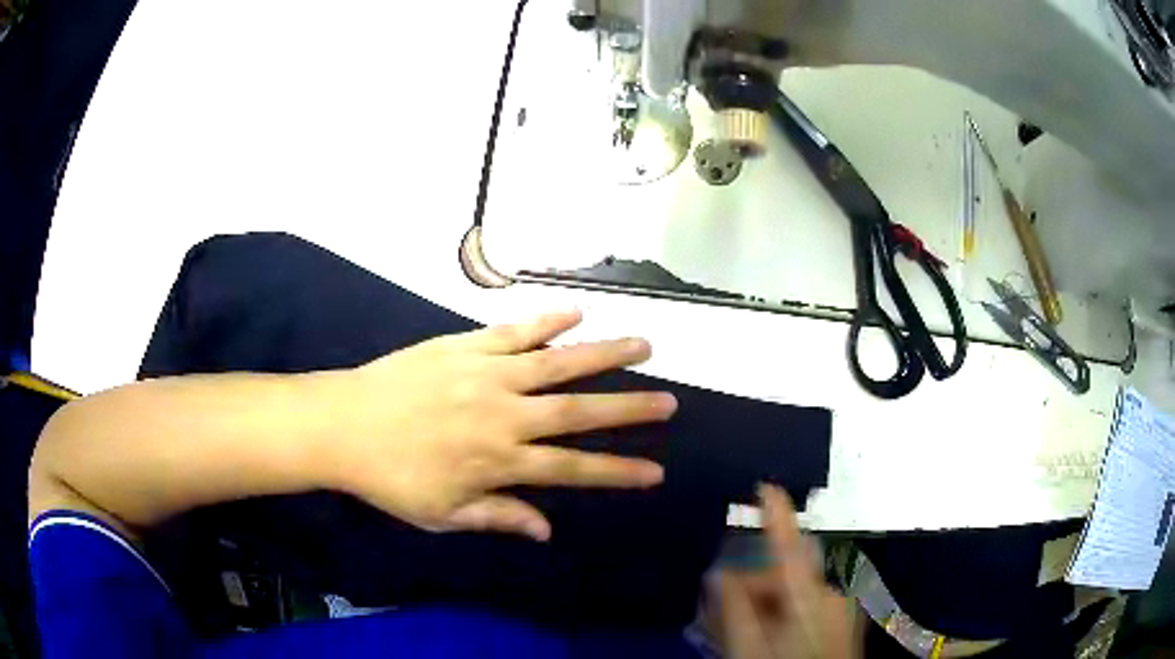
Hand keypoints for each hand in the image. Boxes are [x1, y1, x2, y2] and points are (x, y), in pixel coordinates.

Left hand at [323, 311, 675, 541]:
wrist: (343, 425)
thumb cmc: (391, 477)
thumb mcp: (443, 513)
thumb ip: (498, 516)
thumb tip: (546, 530)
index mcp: (499, 461)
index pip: (573, 470)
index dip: (617, 472)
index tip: (656, 472)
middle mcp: (504, 415)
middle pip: (579, 412)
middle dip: (629, 408)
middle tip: (668, 400)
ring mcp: (486, 374)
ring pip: (557, 362)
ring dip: (604, 353)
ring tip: (644, 344)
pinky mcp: (464, 345)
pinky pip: (513, 330)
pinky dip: (546, 320)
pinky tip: (576, 312)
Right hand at [717, 486, 856, 658]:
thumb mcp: (747, 648)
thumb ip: (733, 608)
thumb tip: (719, 572)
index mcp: (811, 595)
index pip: (790, 544)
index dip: (776, 513)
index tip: (764, 485)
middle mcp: (834, 591)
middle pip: (786, 573)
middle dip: (752, 585)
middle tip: (720, 610)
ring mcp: (844, 606)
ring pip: (797, 590)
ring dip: (767, 601)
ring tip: (740, 629)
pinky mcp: (845, 618)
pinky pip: (810, 603)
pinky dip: (785, 610)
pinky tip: (768, 633)